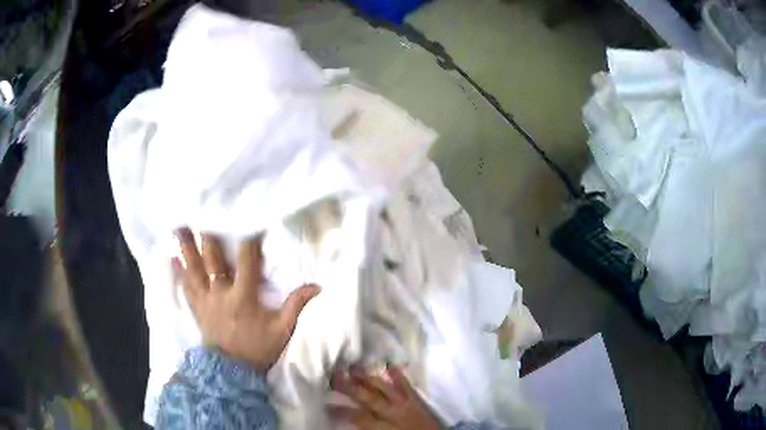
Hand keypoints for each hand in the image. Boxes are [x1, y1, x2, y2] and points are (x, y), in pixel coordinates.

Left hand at [173, 228, 320, 371]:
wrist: (232, 371)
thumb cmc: (258, 349)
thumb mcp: (282, 330)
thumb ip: (296, 306)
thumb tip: (317, 286)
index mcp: (243, 295)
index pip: (247, 260)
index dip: (249, 238)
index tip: (249, 218)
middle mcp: (220, 292)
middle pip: (212, 258)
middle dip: (208, 235)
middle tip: (201, 212)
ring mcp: (205, 300)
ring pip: (193, 269)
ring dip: (186, 248)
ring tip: (179, 229)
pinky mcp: (197, 308)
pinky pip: (185, 287)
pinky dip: (178, 273)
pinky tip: (171, 259)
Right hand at [330, 366, 441, 429]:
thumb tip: (348, 421)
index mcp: (383, 426)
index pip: (357, 416)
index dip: (340, 410)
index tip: (325, 402)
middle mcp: (393, 413)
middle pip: (368, 398)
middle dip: (350, 386)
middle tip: (334, 372)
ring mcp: (406, 404)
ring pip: (385, 389)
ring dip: (369, 378)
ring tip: (353, 367)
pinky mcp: (417, 401)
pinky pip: (407, 387)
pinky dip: (399, 376)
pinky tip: (391, 365)